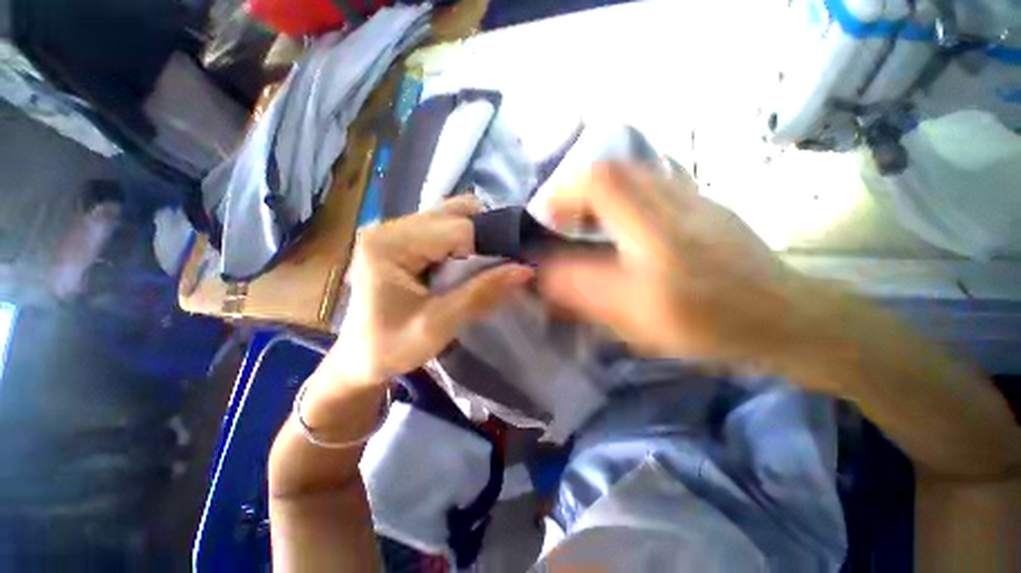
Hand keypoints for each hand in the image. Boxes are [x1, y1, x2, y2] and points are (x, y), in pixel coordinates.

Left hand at [322, 196, 533, 384]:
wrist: (358, 359)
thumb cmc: (390, 348)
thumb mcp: (438, 325)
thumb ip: (481, 294)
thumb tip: (525, 270)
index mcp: (389, 244)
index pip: (457, 229)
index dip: (490, 245)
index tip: (513, 265)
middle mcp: (390, 227)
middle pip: (454, 213)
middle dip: (485, 236)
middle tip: (501, 264)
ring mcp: (395, 230)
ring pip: (452, 216)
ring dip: (476, 237)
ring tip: (487, 265)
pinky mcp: (402, 239)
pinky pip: (444, 228)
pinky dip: (465, 242)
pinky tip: (469, 264)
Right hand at [538, 162, 801, 366]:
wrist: (784, 316)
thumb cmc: (709, 324)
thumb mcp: (636, 317)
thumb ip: (585, 292)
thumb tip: (545, 274)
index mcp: (656, 231)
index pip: (602, 182)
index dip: (565, 193)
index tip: (548, 218)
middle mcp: (674, 202)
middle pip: (614, 170)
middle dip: (578, 190)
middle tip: (565, 221)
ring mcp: (692, 197)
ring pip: (633, 173)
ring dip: (600, 192)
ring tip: (588, 222)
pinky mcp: (703, 203)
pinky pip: (653, 183)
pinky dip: (625, 195)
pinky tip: (622, 223)